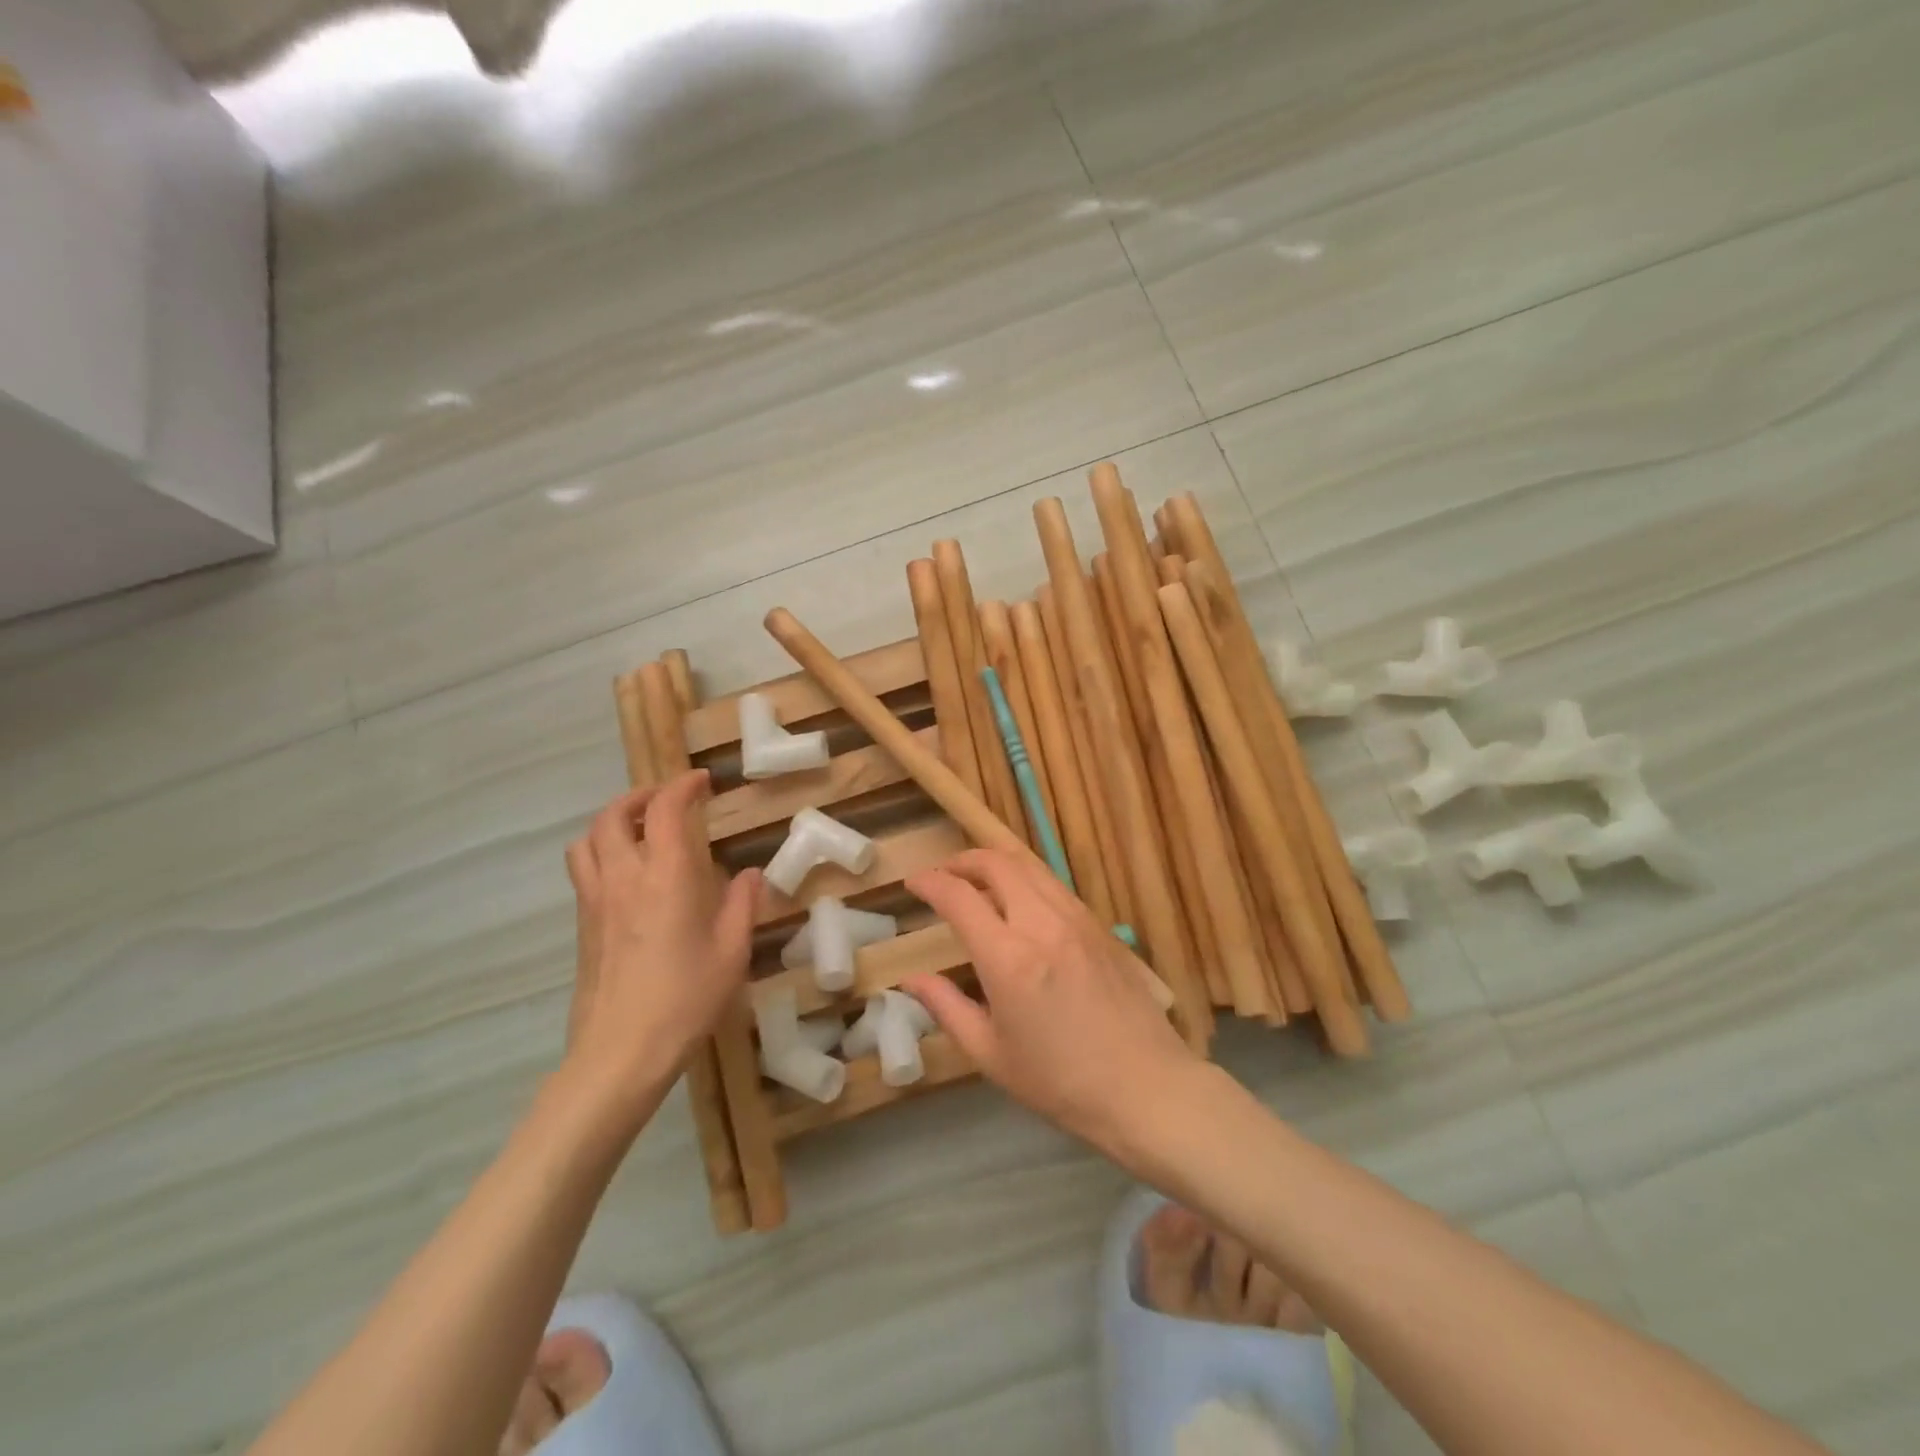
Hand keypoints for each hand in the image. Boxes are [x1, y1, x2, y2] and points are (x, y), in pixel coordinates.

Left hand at [562, 772, 760, 1119]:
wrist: (620, 1052)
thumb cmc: (685, 999)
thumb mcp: (731, 952)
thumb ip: (742, 906)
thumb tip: (749, 876)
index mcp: (665, 876)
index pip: (664, 810)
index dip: (681, 787)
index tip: (701, 781)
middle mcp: (623, 878)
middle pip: (612, 816)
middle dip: (639, 797)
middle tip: (665, 801)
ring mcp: (595, 902)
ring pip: (586, 841)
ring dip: (611, 823)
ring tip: (638, 832)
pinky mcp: (582, 927)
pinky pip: (583, 871)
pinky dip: (600, 853)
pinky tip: (627, 877)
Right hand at [904, 849, 1205, 1164]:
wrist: (1145, 1087)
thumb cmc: (1059, 1082)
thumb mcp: (990, 1054)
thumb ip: (946, 1007)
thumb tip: (911, 980)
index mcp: (1008, 958)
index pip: (959, 897)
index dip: (930, 882)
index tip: (913, 883)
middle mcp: (1042, 924)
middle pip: (997, 863)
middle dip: (962, 860)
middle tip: (943, 874)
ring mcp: (1077, 919)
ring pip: (1030, 865)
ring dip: (996, 863)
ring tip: (977, 879)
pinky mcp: (1099, 925)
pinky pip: (1054, 884)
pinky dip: (1026, 878)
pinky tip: (1020, 901)